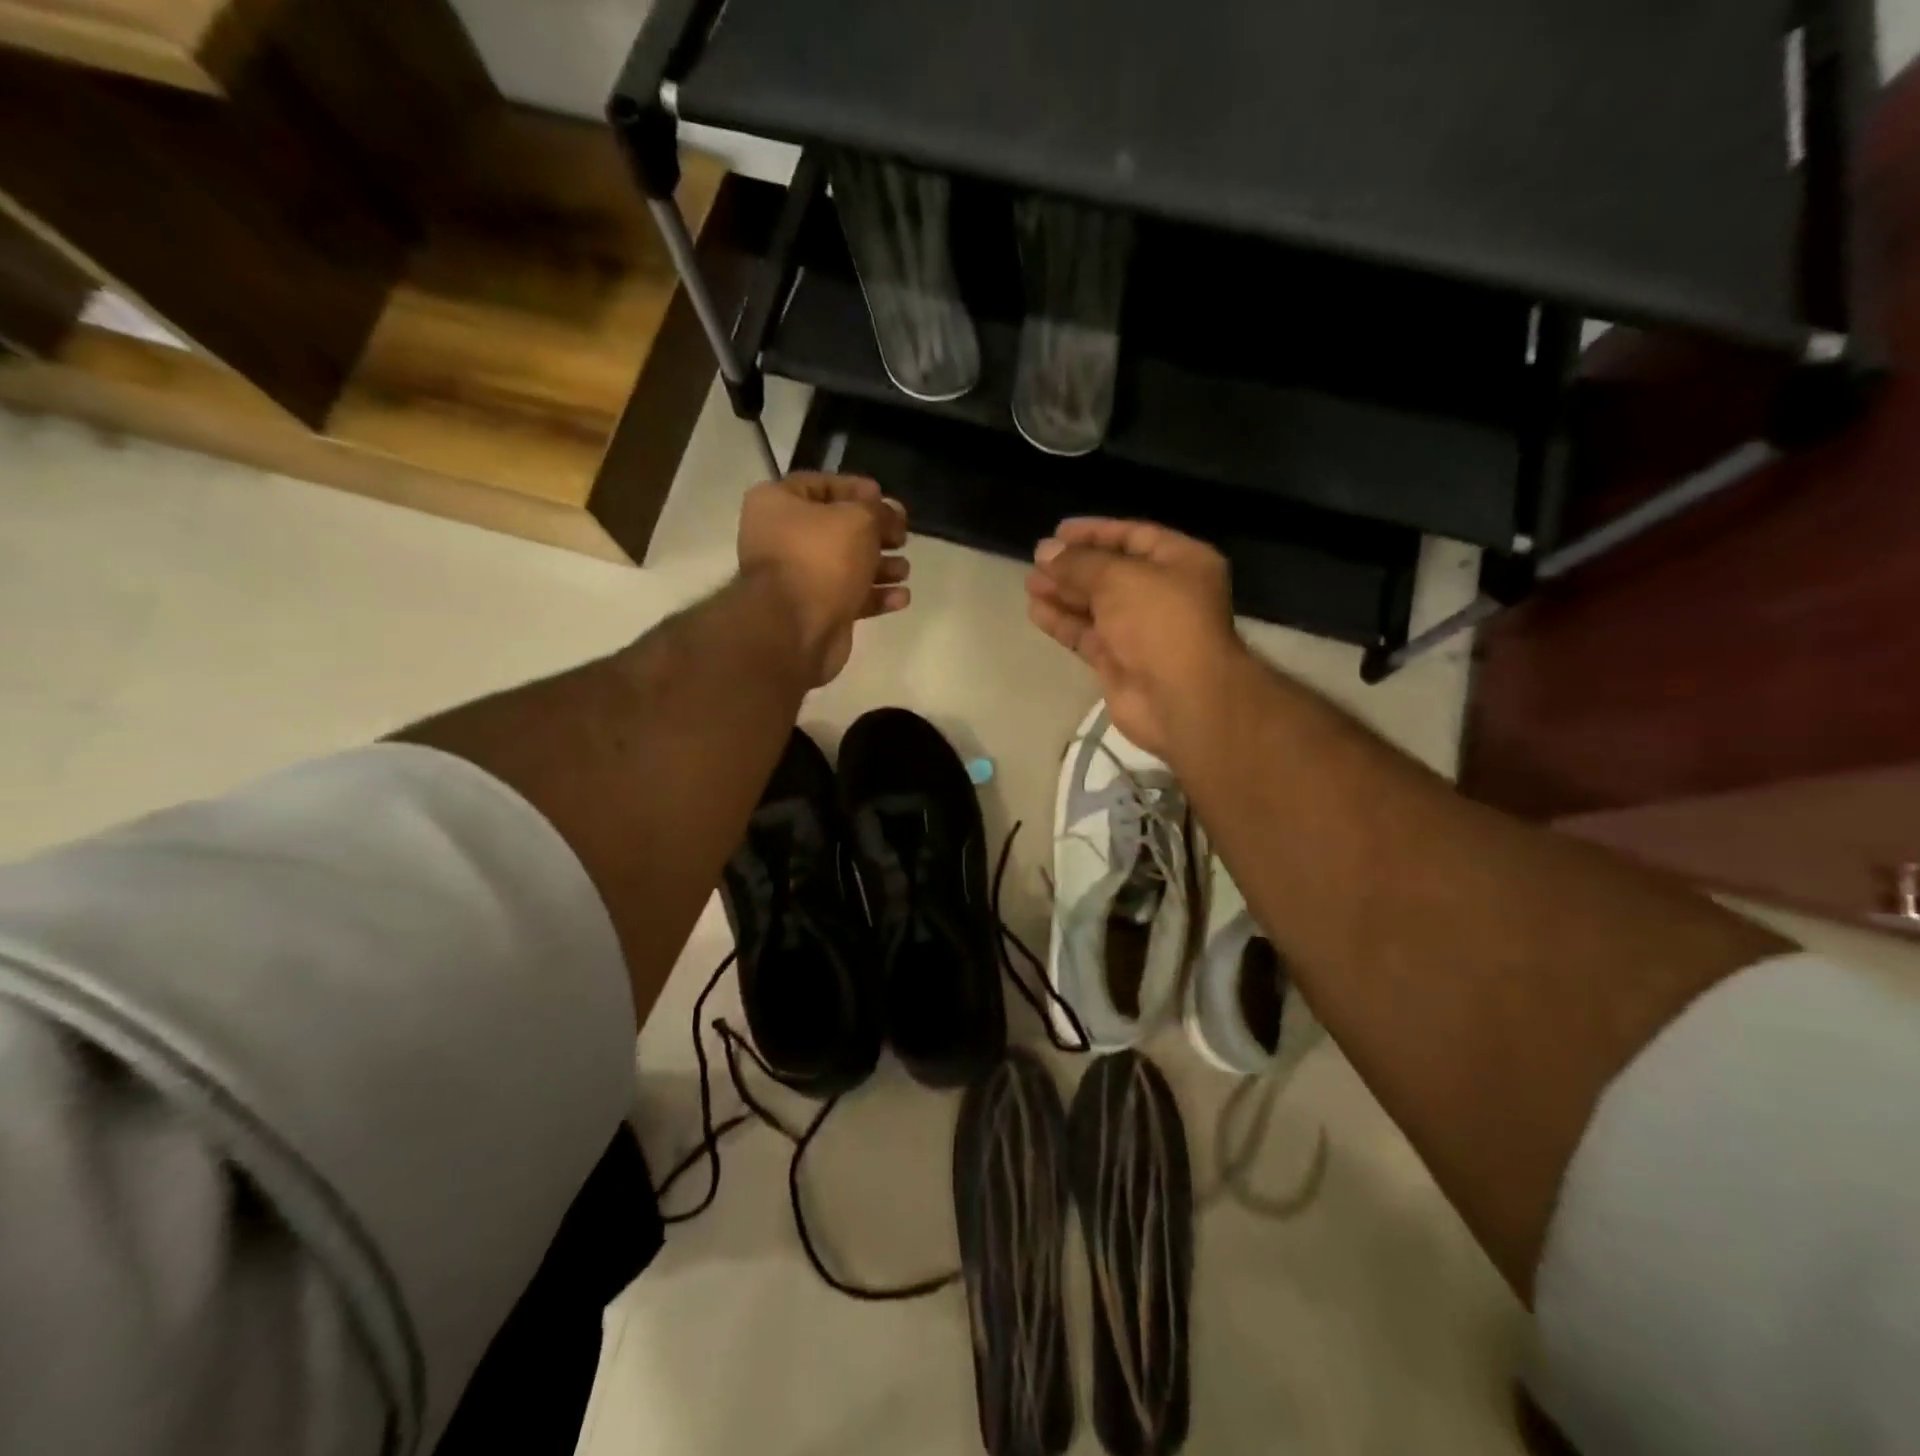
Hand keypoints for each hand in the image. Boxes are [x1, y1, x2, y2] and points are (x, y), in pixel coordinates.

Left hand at [738, 473, 909, 685]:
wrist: (795, 630)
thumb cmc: (821, 559)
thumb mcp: (859, 520)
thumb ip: (881, 511)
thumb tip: (892, 512)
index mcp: (777, 504)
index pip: (821, 484)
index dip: (857, 489)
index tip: (886, 499)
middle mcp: (782, 538)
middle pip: (837, 528)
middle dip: (875, 533)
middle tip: (902, 537)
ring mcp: (797, 578)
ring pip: (846, 565)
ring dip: (880, 566)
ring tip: (905, 570)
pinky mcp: (815, 611)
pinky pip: (849, 596)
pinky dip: (875, 596)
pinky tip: (901, 598)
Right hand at [1026, 518, 1244, 756]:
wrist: (1180, 697)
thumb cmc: (1159, 621)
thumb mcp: (1118, 577)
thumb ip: (1079, 563)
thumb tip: (1045, 551)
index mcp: (1181, 562)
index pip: (1134, 536)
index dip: (1095, 533)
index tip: (1057, 532)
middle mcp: (1165, 594)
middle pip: (1112, 573)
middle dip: (1074, 567)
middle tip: (1036, 561)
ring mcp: (1142, 632)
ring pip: (1097, 606)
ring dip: (1064, 594)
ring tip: (1030, 585)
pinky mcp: (1121, 663)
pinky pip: (1089, 636)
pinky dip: (1064, 623)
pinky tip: (1036, 612)